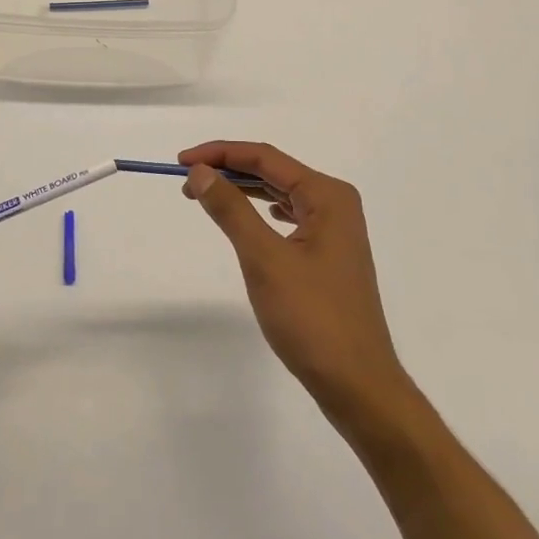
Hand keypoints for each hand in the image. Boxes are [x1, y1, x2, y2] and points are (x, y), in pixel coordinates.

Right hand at [181, 142, 413, 432]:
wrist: (358, 384)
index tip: (181, 162)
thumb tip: (201, 172)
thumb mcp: (264, 259)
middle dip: (229, 170)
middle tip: (187, 182)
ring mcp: (336, 230)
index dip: (220, 153)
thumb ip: (231, 210)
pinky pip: (289, 217)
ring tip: (207, 195)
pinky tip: (250, 216)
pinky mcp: (329, 254)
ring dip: (243, 190)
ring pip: (280, 193)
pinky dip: (261, 211)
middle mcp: (336, 203)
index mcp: (327, 195)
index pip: (265, 157)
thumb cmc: (312, 318)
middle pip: (273, 171)